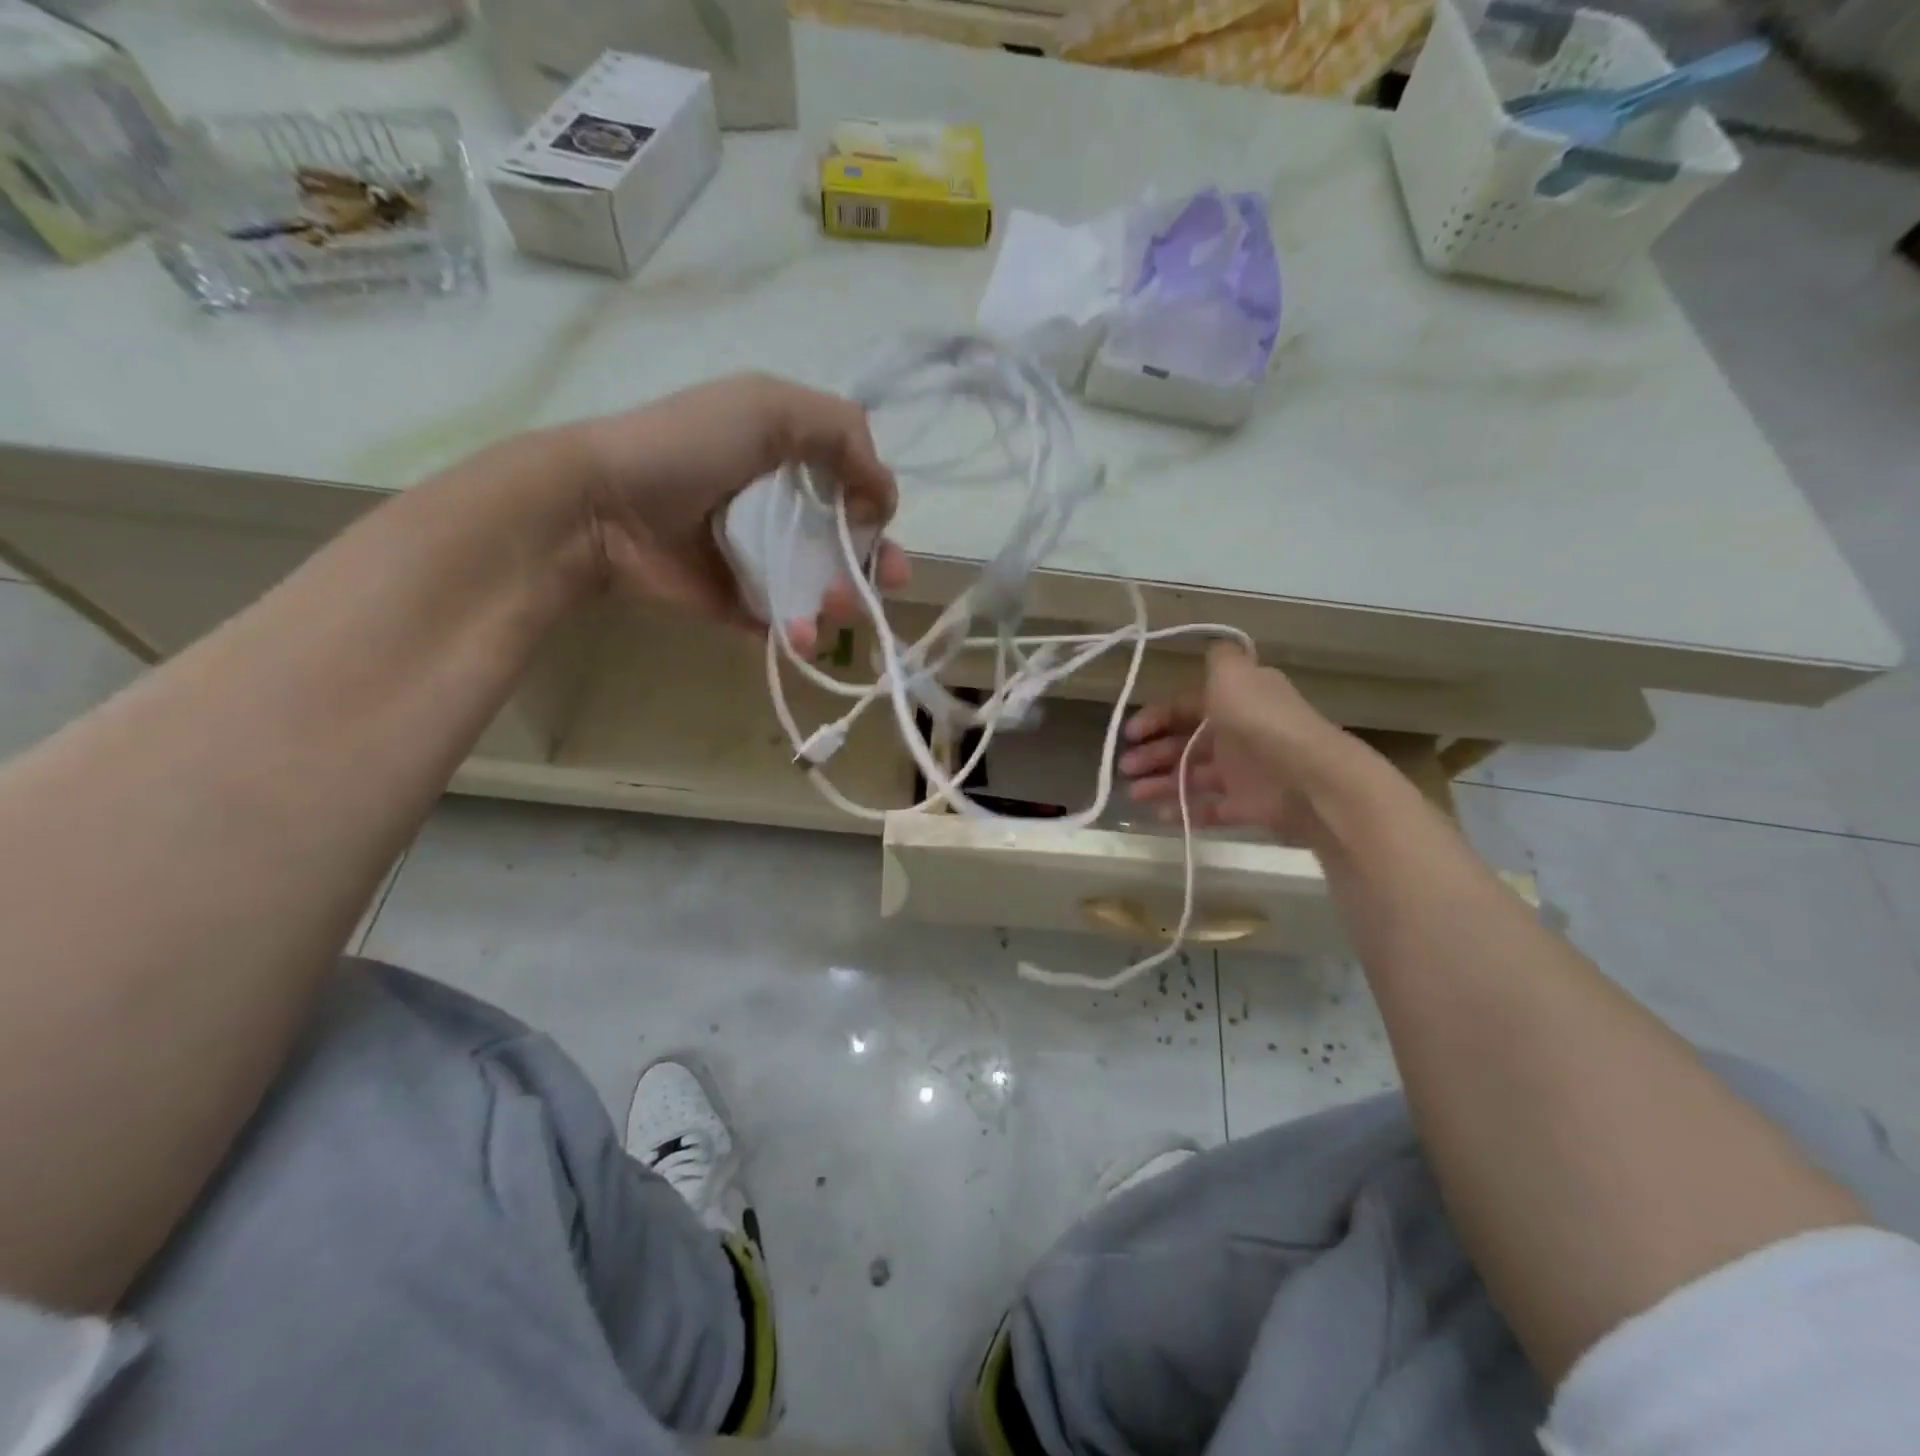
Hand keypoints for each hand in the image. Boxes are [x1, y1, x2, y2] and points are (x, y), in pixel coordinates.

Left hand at [575, 373, 909, 652]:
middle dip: (874, 566)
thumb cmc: (689, 448)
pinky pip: (786, 623)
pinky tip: (801, 637)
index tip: (877, 521)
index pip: (854, 488)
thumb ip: (841, 433)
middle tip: (885, 583)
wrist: (605, 507)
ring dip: (843, 603)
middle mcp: (782, 510)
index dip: (877, 508)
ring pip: (825, 589)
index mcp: (792, 458)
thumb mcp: (769, 408)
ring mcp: (762, 560)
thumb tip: (884, 497)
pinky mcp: (741, 604)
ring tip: (834, 609)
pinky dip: (801, 635)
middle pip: (848, 544)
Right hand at [1120, 643, 1370, 847]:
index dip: (1155, 718)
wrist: (1308, 776)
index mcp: (1233, 701)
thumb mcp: (1234, 675)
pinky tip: (1159, 815)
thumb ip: (1220, 660)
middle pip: (1184, 743)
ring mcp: (1242, 772)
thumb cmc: (1260, 721)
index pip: (1185, 707)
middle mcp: (1236, 733)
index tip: (1130, 734)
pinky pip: (1208, 809)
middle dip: (1152, 754)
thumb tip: (1213, 646)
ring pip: (1191, 776)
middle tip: (1126, 768)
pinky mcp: (1247, 806)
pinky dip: (1184, 811)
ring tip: (1134, 794)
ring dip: (1160, 783)